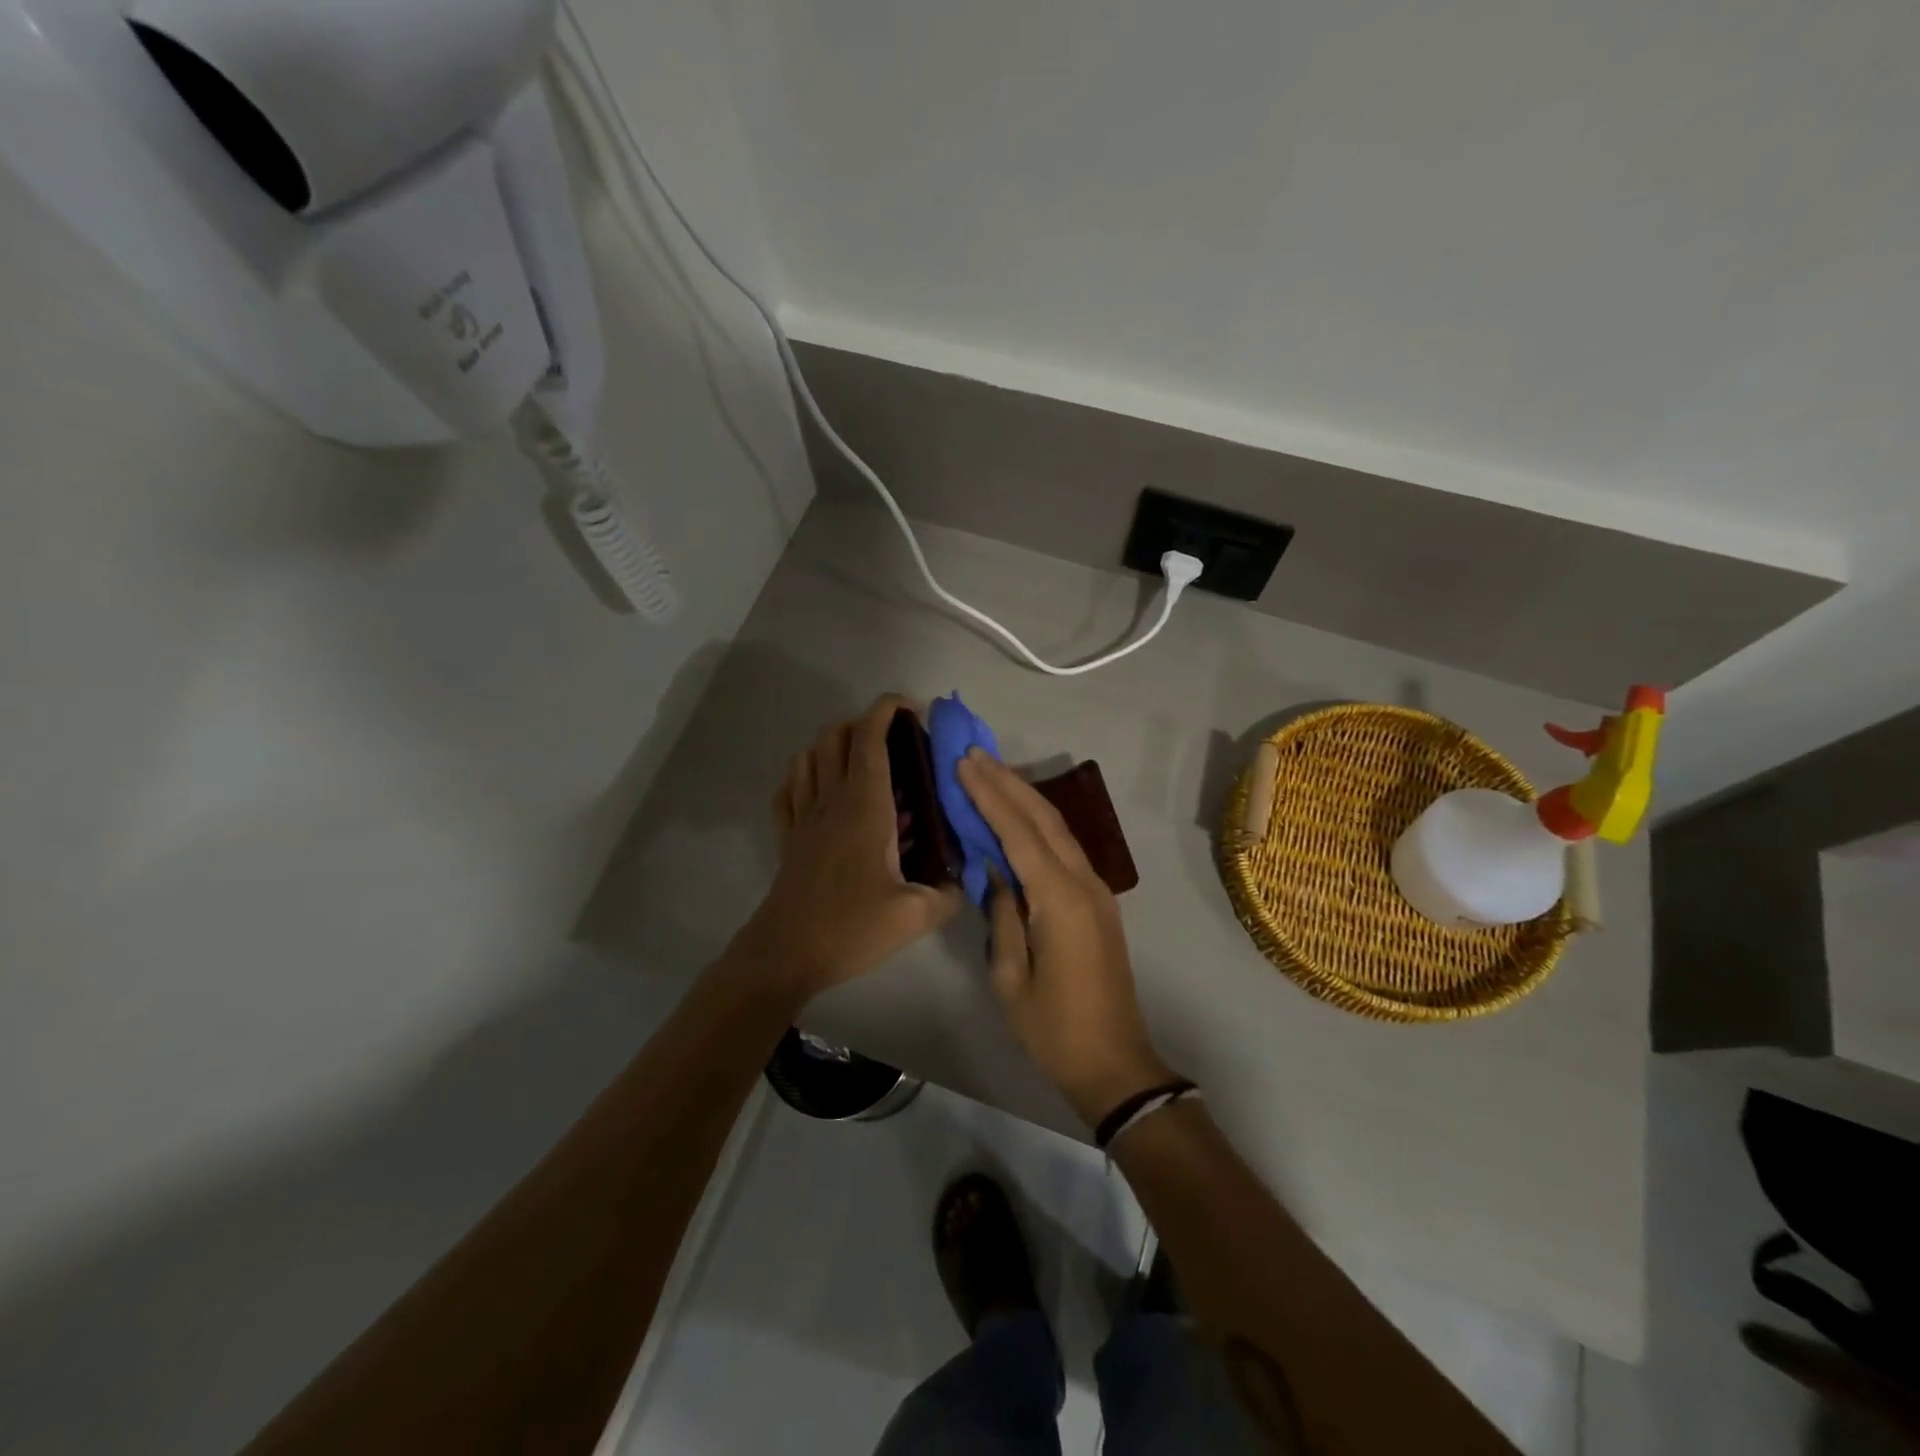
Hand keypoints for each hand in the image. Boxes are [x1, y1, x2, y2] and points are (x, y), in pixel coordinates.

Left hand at [735, 695, 962, 998]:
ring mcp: (802, 816)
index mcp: (864, 807)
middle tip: (896, 743)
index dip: (888, 709)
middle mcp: (830, 800)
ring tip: (864, 763)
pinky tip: (823, 791)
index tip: (913, 710)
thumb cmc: (850, 928)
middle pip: (835, 735)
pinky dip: (805, 774)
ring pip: (809, 755)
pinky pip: (789, 788)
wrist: (785, 956)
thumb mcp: (914, 916)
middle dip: (865, 723)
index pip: (869, 737)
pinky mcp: (787, 836)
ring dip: (834, 744)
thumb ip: (948, 893)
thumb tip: (963, 879)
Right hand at [957, 750, 1177, 1128]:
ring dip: (1025, 797)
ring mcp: (1097, 891)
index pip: (1019, 833)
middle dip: (1008, 783)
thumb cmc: (1053, 1029)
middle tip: (974, 754)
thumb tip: (996, 870)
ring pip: (1059, 829)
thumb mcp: (1009, 977)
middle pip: (1045, 818)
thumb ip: (1002, 914)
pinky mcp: (1098, 902)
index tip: (964, 764)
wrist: (1114, 1063)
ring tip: (991, 772)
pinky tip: (1018, 815)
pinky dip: (1039, 824)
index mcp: (1060, 900)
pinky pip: (1066, 849)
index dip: (990, 795)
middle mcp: (1084, 883)